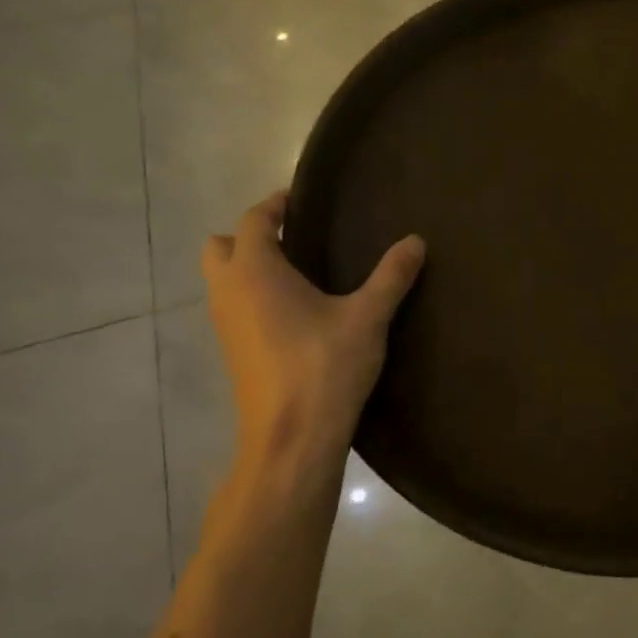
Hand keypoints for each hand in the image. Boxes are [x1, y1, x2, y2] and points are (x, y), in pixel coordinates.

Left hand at [201, 190, 425, 473]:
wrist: (292, 438)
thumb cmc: (325, 366)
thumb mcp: (367, 317)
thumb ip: (391, 276)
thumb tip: (416, 241)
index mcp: (255, 272)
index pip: (254, 220)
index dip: (275, 204)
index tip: (301, 199)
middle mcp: (229, 292)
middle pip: (221, 246)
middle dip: (251, 235)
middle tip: (295, 238)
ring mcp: (224, 325)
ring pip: (223, 279)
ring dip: (249, 267)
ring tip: (299, 272)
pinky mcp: (232, 353)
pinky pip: (233, 306)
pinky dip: (252, 295)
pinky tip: (294, 312)